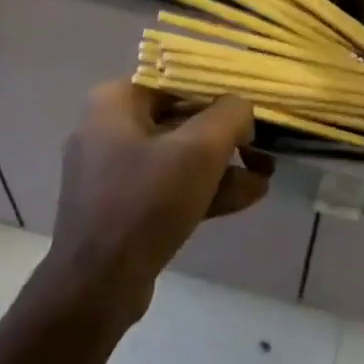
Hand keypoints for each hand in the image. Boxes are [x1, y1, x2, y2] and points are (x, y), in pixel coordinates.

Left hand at [42, 82, 270, 326]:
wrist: (98, 284)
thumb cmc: (147, 201)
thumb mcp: (200, 149)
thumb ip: (230, 115)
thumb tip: (241, 109)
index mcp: (115, 102)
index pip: (177, 80)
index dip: (220, 92)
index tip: (252, 110)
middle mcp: (108, 128)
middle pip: (180, 118)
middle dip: (227, 136)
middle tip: (263, 148)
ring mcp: (112, 171)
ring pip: (178, 156)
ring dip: (223, 165)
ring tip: (266, 175)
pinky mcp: (121, 206)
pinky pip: (169, 185)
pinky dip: (203, 188)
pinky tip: (247, 196)